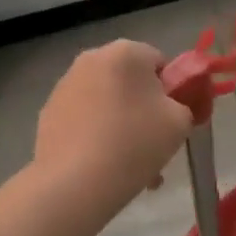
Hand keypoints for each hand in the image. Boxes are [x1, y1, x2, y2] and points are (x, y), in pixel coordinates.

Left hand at [34, 40, 194, 203]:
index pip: (160, 62)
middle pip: (131, 83)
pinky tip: (105, 168)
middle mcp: (92, 59)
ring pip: (107, 103)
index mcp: (126, 51)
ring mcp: (65, 85)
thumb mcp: (180, 122)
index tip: (173, 121)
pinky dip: (97, 136)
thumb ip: (186, 105)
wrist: (75, 183)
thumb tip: (173, 106)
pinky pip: (85, 120)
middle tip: (155, 146)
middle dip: (145, 111)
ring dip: (122, 126)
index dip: (173, 92)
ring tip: (132, 166)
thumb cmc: (135, 143)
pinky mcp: (49, 113)